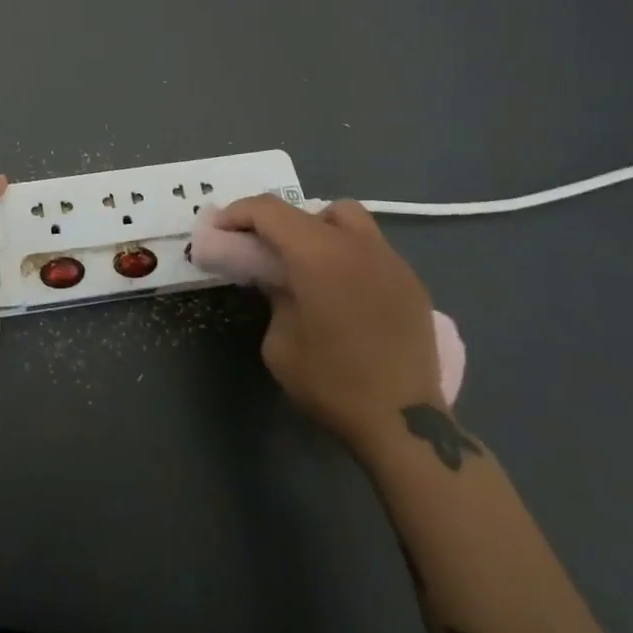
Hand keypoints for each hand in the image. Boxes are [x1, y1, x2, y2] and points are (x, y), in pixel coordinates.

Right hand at [216, 195, 444, 449]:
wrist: (404, 423)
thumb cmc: (330, 382)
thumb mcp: (279, 341)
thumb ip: (274, 296)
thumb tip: (277, 278)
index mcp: (318, 254)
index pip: (269, 210)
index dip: (238, 213)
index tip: (220, 230)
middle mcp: (357, 245)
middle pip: (310, 209)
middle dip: (279, 222)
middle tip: (264, 250)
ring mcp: (391, 261)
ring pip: (349, 219)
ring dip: (321, 230)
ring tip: (310, 264)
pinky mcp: (412, 283)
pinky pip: (373, 249)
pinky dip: (349, 254)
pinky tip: (344, 290)